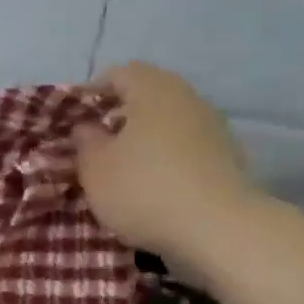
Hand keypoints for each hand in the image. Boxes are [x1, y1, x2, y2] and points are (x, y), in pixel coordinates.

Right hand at [72, 62, 263, 276]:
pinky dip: (168, 155)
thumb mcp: (95, 168)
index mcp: (152, 90)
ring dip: (146, 136)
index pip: (119, 73)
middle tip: (98, 140)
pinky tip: (155, 182)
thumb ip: (85, 141)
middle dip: (121, 113)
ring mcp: (213, 126)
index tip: (75, 118)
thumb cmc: (144, 189)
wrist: (219, 229)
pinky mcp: (227, 156)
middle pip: (148, 94)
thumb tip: (87, 127)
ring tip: (125, 164)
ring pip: (169, 119)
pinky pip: (187, 144)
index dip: (93, 91)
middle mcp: (187, 98)